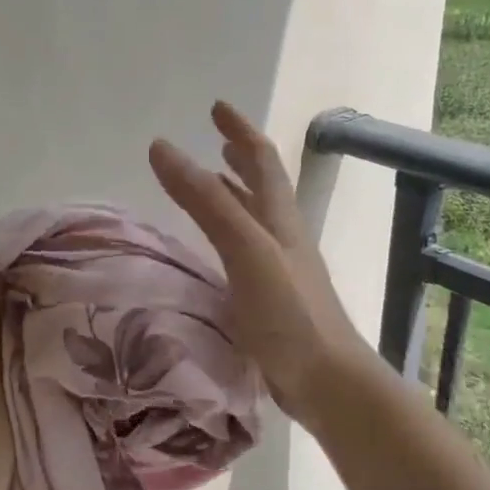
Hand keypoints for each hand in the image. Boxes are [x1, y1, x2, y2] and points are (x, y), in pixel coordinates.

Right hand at [148, 101, 377, 428]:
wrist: (327, 381)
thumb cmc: (288, 311)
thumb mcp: (244, 248)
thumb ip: (205, 200)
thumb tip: (163, 147)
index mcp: (279, 218)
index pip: (261, 159)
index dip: (240, 130)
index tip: (217, 108)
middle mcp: (282, 236)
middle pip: (263, 186)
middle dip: (240, 157)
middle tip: (217, 140)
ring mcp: (280, 269)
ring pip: (255, 219)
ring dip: (234, 194)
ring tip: (211, 183)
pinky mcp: (272, 299)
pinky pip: (245, 252)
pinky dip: (228, 235)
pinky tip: (213, 251)